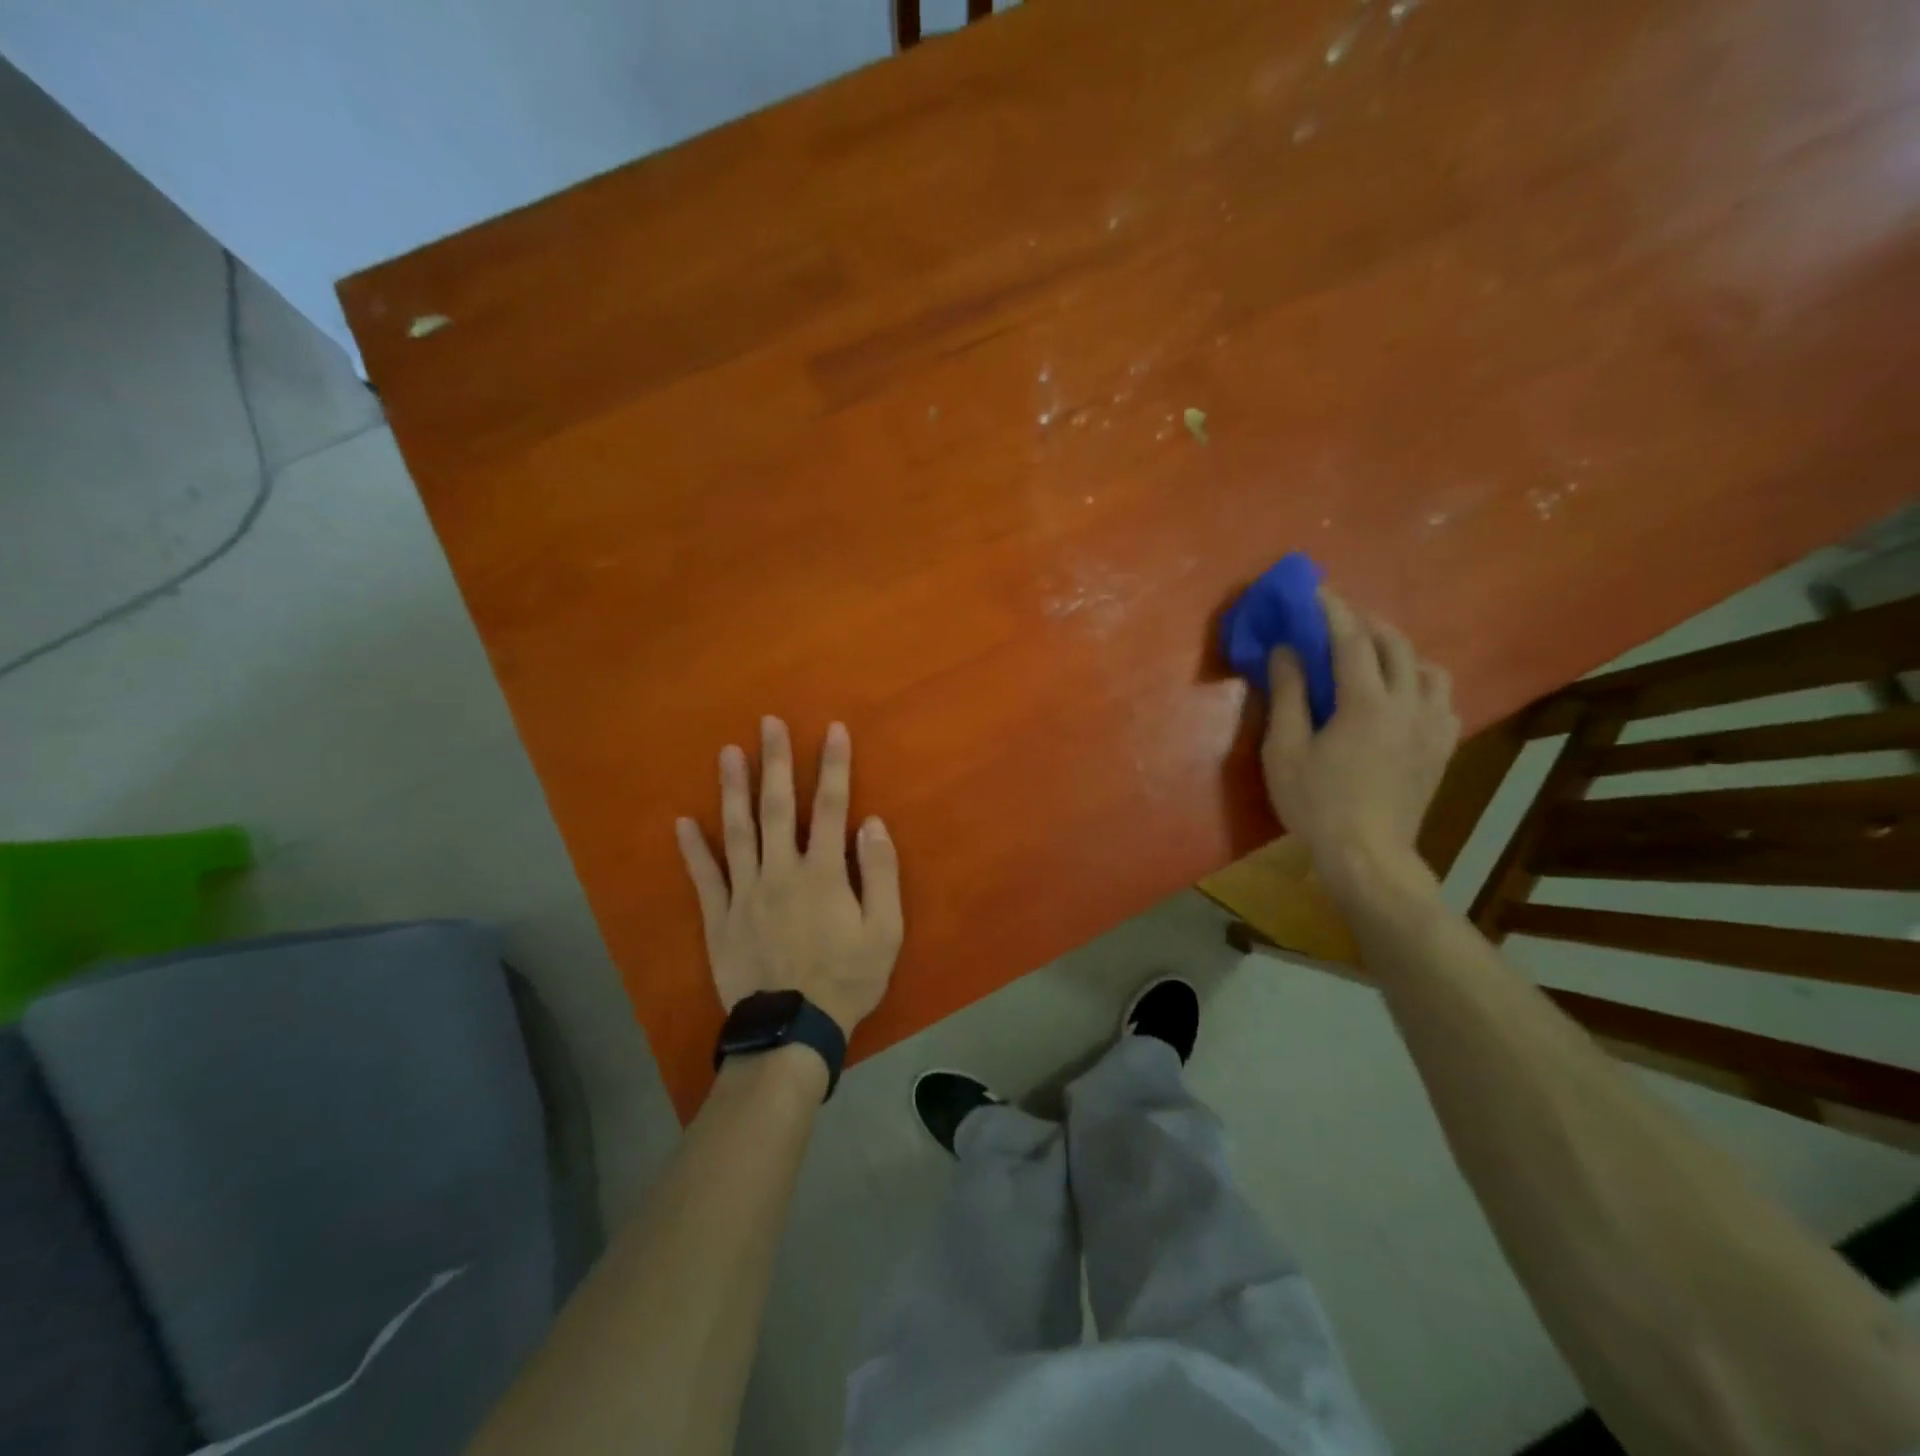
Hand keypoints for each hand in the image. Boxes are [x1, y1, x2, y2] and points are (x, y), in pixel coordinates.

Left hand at [676, 717, 903, 1037]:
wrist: (794, 1030)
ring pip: (737, 831)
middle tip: (768, 722)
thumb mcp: (885, 930)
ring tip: (728, 752)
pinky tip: (683, 822)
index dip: (833, 766)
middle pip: (777, 807)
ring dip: (733, 789)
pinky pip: (704, 877)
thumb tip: (871, 822)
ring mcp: (745, 893)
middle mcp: (781, 871)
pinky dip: (693, 849)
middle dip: (775, 761)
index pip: (830, 807)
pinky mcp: (720, 918)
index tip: (833, 730)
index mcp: (823, 872)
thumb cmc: (847, 978)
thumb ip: (879, 873)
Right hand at [1261, 591, 1459, 898]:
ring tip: (1373, 654)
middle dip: (1365, 622)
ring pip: (1427, 666)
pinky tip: (1403, 694)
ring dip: (1398, 649)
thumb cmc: (1316, 802)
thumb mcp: (1285, 750)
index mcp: (1366, 701)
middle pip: (1395, 643)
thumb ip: (1288, 694)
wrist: (1368, 854)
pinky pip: (1442, 696)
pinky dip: (1420, 681)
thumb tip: (1287, 650)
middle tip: (1338, 617)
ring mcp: (1433, 724)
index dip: (1332, 610)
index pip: (1351, 639)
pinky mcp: (1443, 746)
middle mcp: (1409, 702)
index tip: (1315, 590)